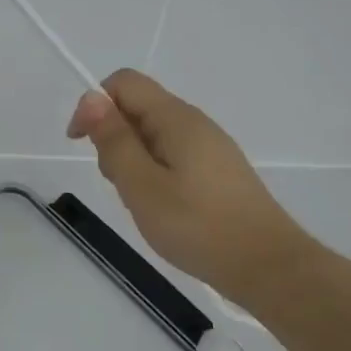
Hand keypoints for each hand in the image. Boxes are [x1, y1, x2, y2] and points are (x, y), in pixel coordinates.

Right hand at [67, 69, 309, 292]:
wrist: (268, 267)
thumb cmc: (198, 226)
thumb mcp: (141, 185)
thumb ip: (113, 140)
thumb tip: (91, 96)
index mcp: (176, 118)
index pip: (124, 83)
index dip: (94, 105)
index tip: (81, 144)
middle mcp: (194, 122)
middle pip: (138, 108)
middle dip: (113, 137)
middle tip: (119, 184)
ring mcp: (210, 146)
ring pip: (153, 135)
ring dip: (133, 160)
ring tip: (142, 202)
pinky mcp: (218, 170)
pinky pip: (172, 155)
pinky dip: (154, 173)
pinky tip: (163, 208)